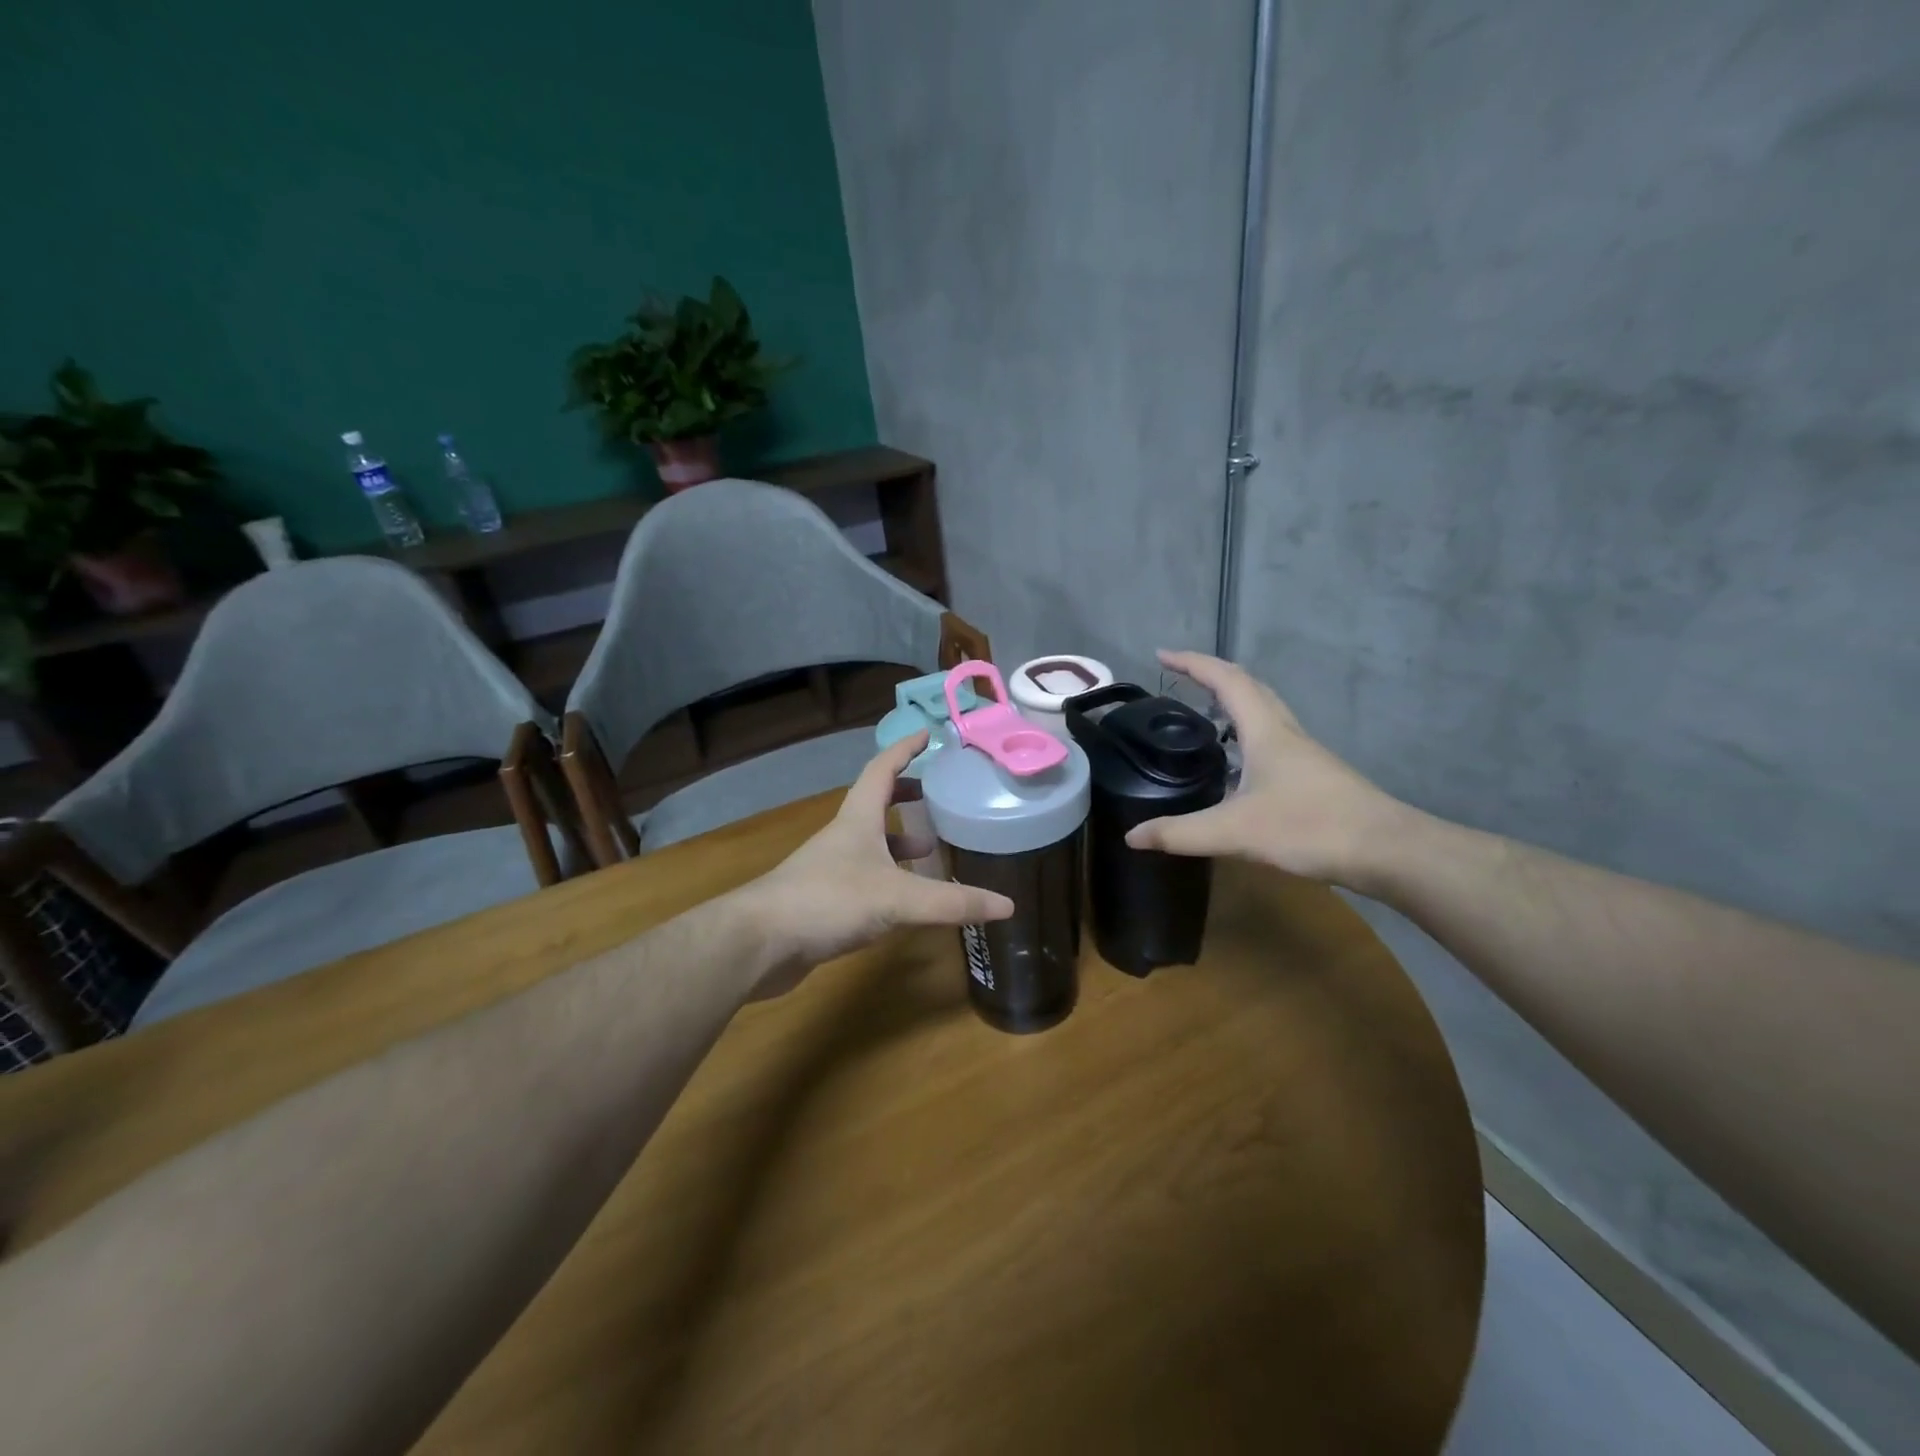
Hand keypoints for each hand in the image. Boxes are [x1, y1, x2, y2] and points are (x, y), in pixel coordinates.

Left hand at [740, 732, 1014, 995]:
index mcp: (857, 820)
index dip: (904, 749)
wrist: (758, 943)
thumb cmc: (828, 901)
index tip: (926, 734)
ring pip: (870, 844)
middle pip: (875, 804)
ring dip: (898, 841)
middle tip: (935, 796)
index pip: (882, 769)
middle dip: (905, 795)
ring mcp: (829, 869)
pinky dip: (888, 877)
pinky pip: (864, 878)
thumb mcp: (898, 899)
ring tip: (932, 850)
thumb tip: (1008, 905)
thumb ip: (952, 903)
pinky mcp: (823, 900)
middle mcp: (843, 837)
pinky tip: (904, 900)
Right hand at [1125, 650, 1411, 888]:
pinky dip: (1246, 734)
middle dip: (1212, 675)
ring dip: (1232, 702)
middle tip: (1180, 679)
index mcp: (1266, 731)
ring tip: (1202, 714)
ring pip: (1264, 713)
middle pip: (1249, 687)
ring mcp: (1304, 754)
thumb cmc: (1311, 828)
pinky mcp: (1314, 777)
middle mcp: (1286, 733)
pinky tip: (1236, 765)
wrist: (1388, 852)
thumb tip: (1131, 836)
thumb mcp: (1235, 832)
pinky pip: (1272, 739)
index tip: (1161, 655)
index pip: (1226, 680)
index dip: (1192, 663)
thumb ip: (1180, 833)